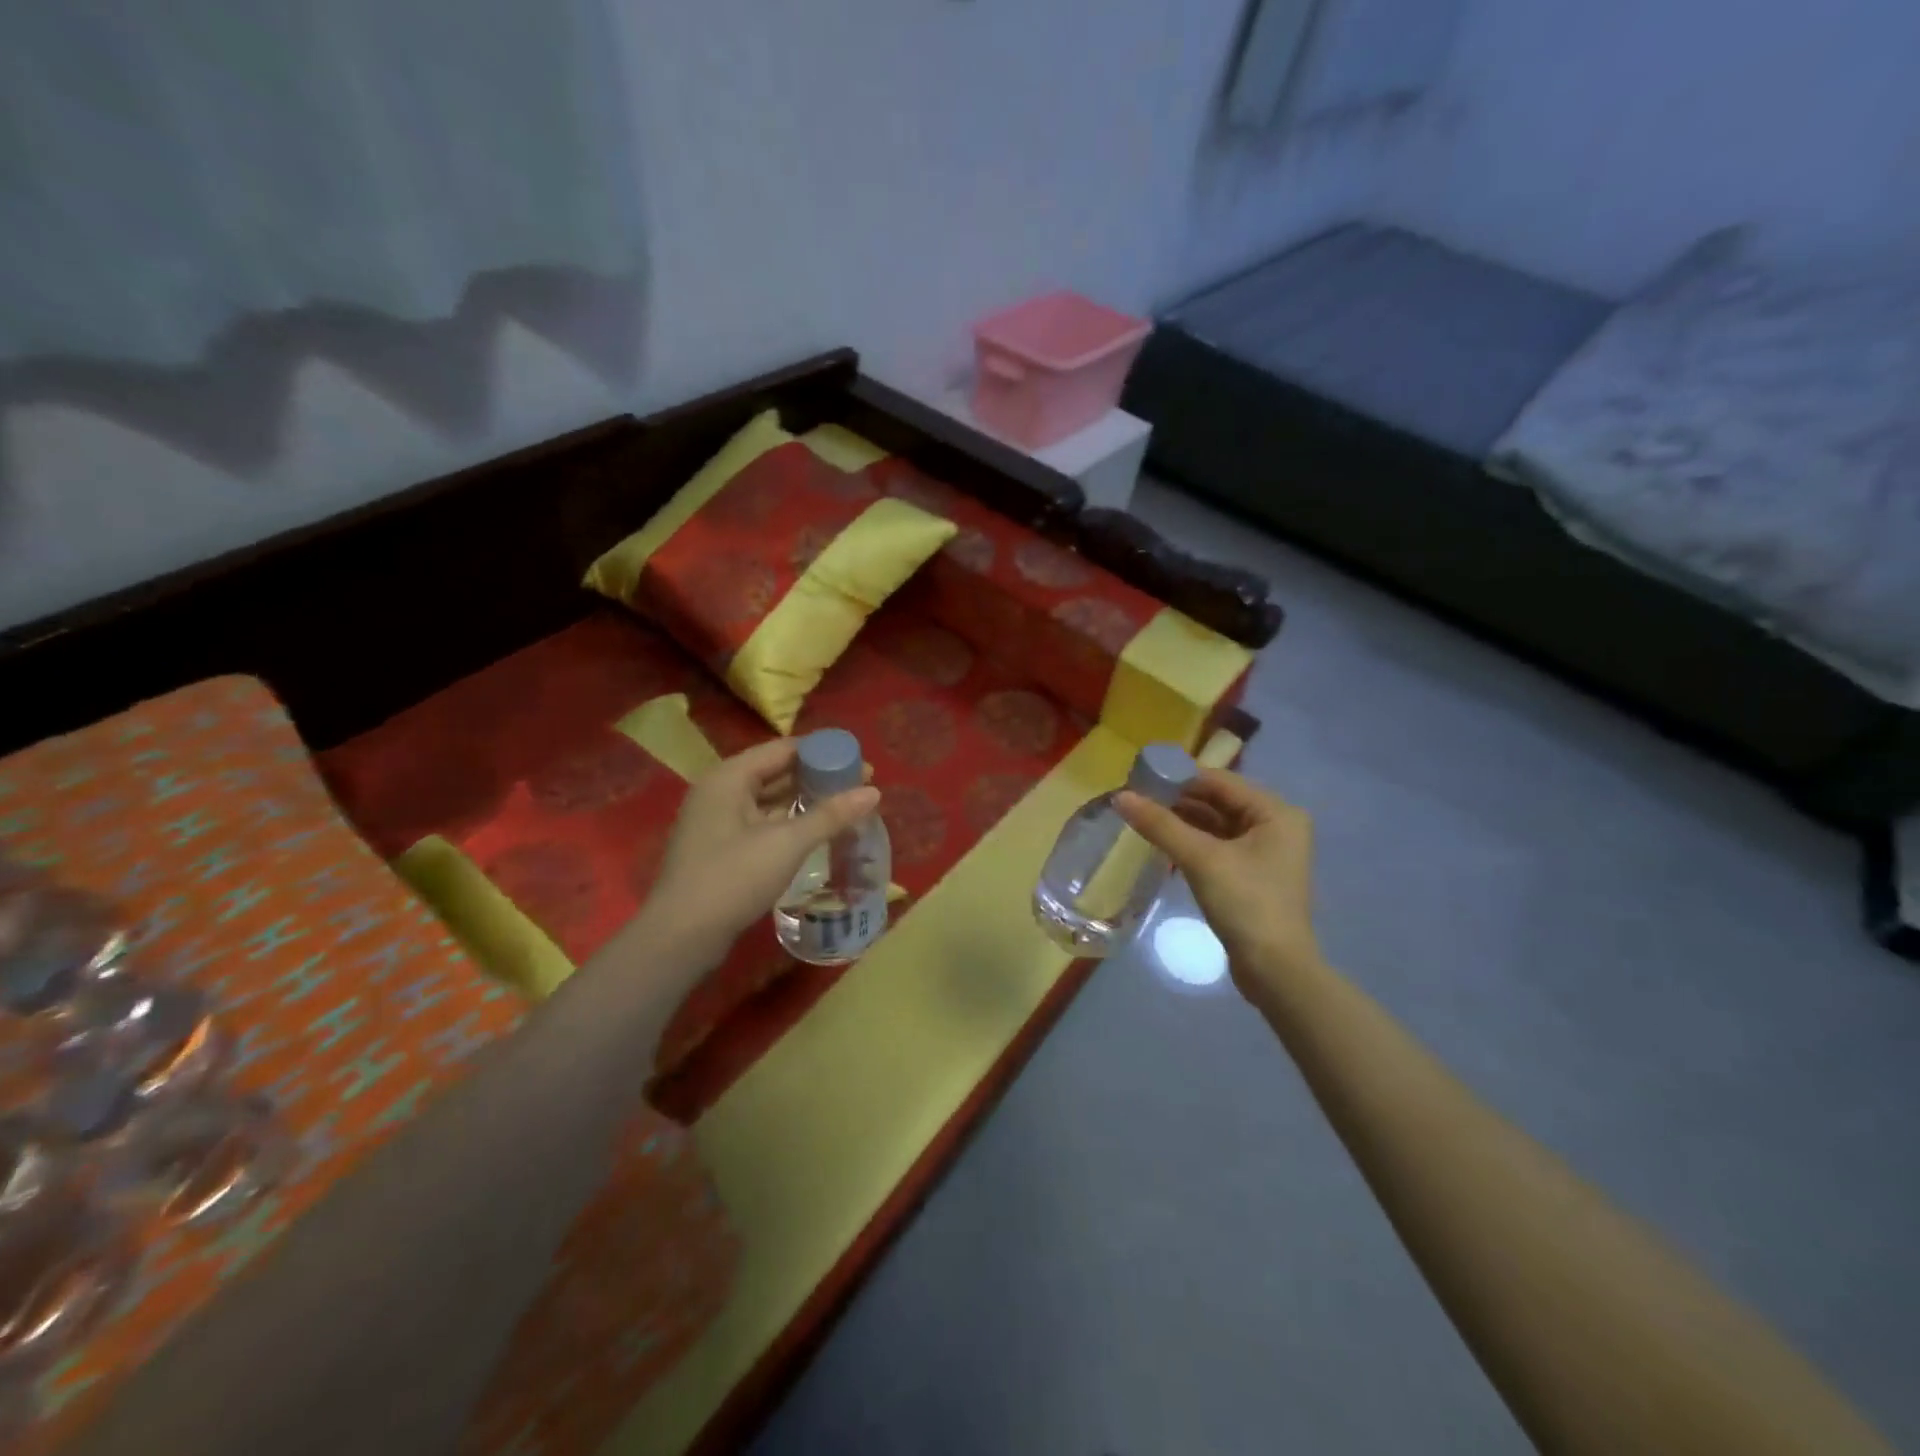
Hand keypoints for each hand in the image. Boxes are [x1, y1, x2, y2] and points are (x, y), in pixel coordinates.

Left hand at [642, 739, 880, 964]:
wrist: (681, 937)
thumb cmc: (733, 879)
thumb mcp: (787, 843)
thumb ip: (830, 815)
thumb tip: (873, 792)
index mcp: (730, 777)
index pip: (784, 748)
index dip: (824, 753)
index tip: (860, 764)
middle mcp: (720, 790)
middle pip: (776, 771)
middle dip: (817, 777)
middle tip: (859, 787)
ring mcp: (717, 820)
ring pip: (769, 799)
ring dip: (804, 801)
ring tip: (844, 807)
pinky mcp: (720, 847)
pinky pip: (761, 821)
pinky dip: (788, 822)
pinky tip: (815, 832)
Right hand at [1116, 768, 1318, 991]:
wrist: (1275, 971)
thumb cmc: (1246, 903)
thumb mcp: (1201, 859)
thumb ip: (1160, 824)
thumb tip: (1120, 797)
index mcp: (1275, 812)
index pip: (1219, 781)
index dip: (1178, 777)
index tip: (1139, 778)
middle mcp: (1275, 825)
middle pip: (1218, 801)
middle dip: (1177, 800)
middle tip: (1135, 799)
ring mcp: (1265, 852)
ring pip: (1215, 825)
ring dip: (1181, 821)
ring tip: (1141, 818)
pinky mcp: (1251, 875)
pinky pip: (1216, 846)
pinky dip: (1191, 843)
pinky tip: (1161, 844)